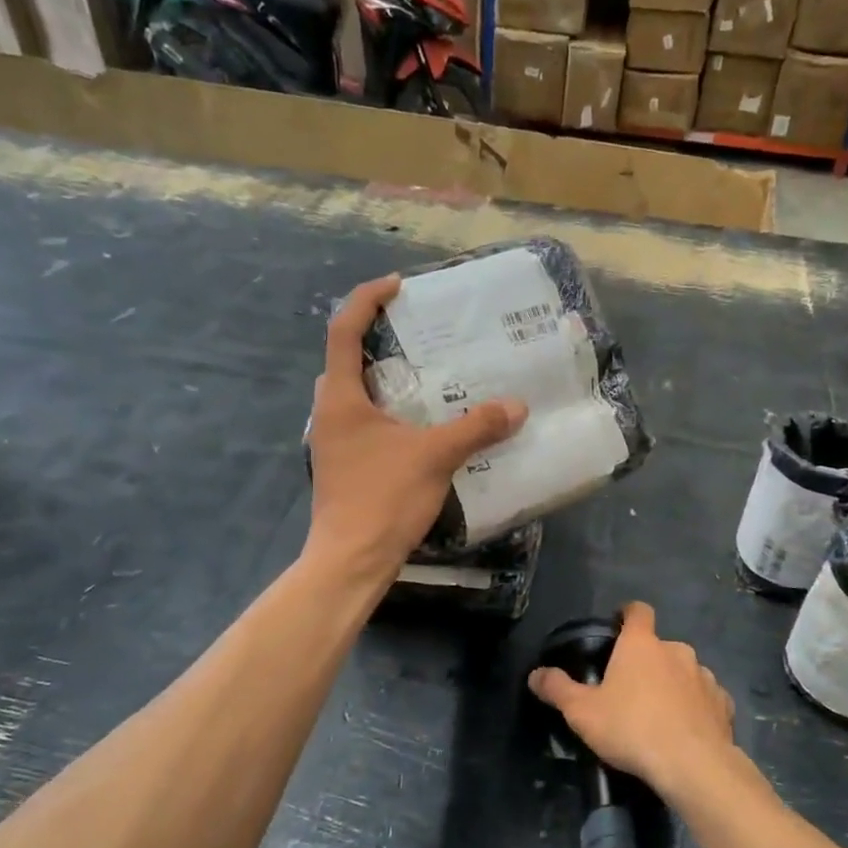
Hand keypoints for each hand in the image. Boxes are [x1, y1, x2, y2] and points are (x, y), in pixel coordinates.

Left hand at [307, 275, 526, 579]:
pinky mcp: (346, 466)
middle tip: (422, 335)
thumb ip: (476, 427)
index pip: (344, 330)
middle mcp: (330, 413)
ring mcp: (335, 442)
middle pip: (348, 359)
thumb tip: (517, 406)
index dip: (368, 299)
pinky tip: (425, 427)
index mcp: (341, 398)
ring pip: (358, 395)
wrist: (351, 561)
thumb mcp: (435, 456)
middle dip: (380, 339)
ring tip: (431, 377)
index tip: (399, 286)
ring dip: (388, 379)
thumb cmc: (383, 498)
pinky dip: (392, 413)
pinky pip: (367, 423)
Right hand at [528, 602, 736, 798]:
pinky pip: (705, 698)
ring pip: (684, 672)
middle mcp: (676, 651)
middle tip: (630, 690)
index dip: (627, 614)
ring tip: (659, 715)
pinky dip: (696, 708)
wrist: (692, 765)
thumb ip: (557, 689)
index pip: (637, 611)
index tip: (618, 626)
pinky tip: (686, 730)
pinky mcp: (723, 703)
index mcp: (641, 644)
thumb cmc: (631, 729)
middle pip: (659, 646)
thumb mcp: (582, 712)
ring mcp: (704, 676)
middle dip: (646, 662)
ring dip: (673, 684)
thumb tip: (536, 674)